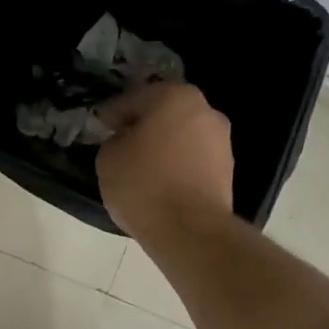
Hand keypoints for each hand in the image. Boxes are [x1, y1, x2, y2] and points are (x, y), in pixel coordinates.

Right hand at [95, 82, 234, 236]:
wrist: (190, 231)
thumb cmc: (144, 184)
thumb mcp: (108, 157)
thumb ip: (115, 139)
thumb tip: (127, 141)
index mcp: (175, 97)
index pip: (135, 98)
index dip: (113, 112)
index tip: (100, 125)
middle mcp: (205, 111)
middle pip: (164, 114)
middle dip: (143, 126)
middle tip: (121, 143)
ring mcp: (221, 142)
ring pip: (181, 137)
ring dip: (163, 147)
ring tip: (140, 167)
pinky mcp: (228, 172)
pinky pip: (193, 161)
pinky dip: (177, 166)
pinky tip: (160, 183)